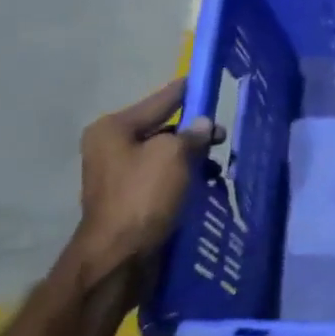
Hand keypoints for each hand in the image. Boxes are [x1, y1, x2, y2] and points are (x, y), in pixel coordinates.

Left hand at [73, 79, 224, 288]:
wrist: (119, 255)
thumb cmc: (143, 195)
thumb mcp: (173, 155)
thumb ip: (191, 135)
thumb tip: (203, 125)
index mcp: (113, 129)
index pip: (159, 101)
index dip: (185, 92)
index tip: (205, 80)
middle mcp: (111, 148)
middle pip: (162, 130)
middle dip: (194, 133)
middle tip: (223, 137)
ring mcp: (119, 176)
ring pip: (165, 157)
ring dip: (192, 159)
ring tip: (217, 167)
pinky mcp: (130, 200)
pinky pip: (163, 179)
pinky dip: (184, 180)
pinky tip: (205, 186)